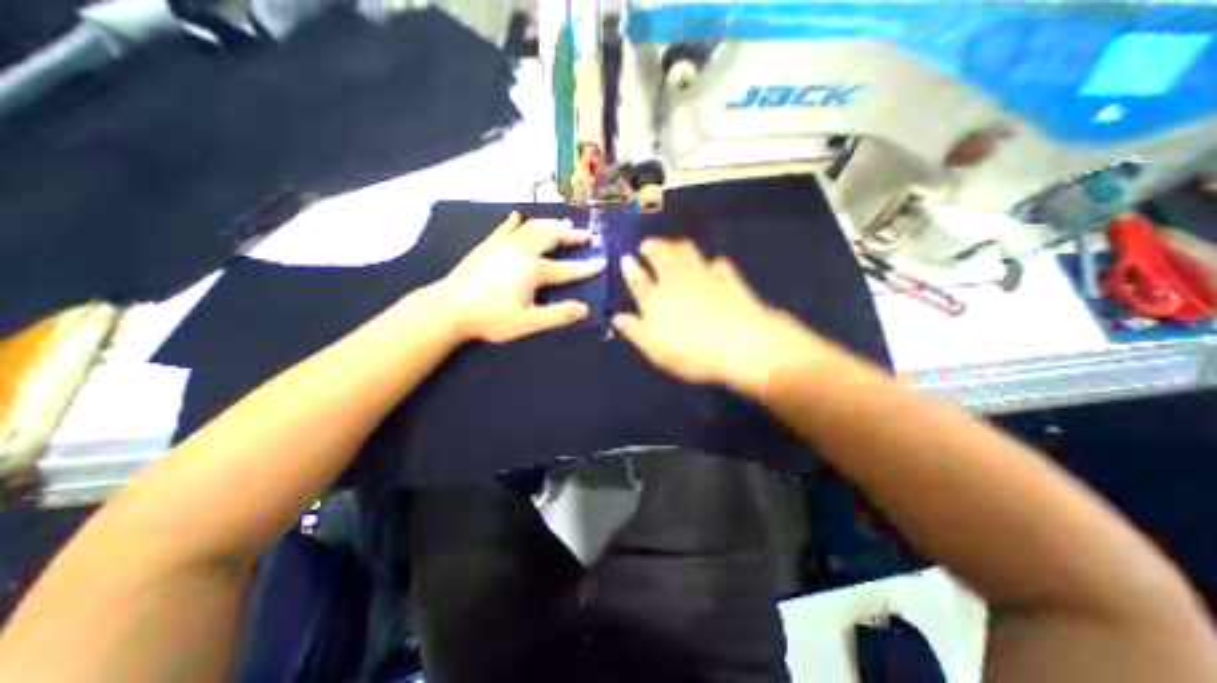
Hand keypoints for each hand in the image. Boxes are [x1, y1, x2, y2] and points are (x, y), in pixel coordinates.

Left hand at [442, 210, 605, 344]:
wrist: (448, 308)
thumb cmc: (490, 318)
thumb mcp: (528, 323)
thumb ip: (558, 315)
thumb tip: (585, 309)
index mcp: (533, 270)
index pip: (567, 268)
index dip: (586, 267)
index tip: (602, 262)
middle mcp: (521, 251)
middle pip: (551, 236)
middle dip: (570, 235)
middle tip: (585, 234)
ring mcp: (502, 244)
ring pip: (531, 227)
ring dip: (549, 224)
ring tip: (562, 224)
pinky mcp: (487, 245)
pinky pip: (504, 228)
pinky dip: (514, 222)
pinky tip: (518, 216)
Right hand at [614, 238, 821, 394]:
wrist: (740, 344)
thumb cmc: (690, 352)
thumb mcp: (654, 349)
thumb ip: (634, 331)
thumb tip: (617, 317)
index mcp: (655, 299)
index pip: (638, 279)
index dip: (630, 269)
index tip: (626, 260)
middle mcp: (676, 280)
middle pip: (661, 255)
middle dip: (652, 247)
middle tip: (647, 244)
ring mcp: (703, 275)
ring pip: (686, 252)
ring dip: (676, 246)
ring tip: (672, 246)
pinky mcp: (728, 278)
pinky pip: (717, 263)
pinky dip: (710, 263)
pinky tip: (712, 266)